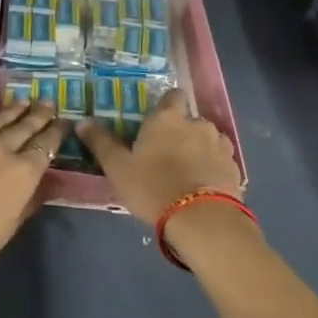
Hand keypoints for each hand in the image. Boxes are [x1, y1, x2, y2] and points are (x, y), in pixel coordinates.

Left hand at [0, 79, 65, 294]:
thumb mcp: (9, 229)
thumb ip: (27, 201)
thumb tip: (41, 183)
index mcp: (22, 173)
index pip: (46, 147)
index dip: (57, 133)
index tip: (64, 122)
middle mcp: (0, 150)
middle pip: (25, 128)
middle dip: (39, 115)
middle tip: (48, 102)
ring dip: (12, 109)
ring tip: (24, 99)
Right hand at [78, 90, 244, 223]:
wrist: (203, 221)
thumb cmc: (153, 187)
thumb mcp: (118, 167)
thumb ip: (101, 142)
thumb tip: (82, 121)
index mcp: (168, 118)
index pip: (172, 96)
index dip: (165, 107)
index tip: (155, 123)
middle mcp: (197, 124)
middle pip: (189, 120)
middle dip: (180, 132)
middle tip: (164, 154)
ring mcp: (220, 146)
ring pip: (208, 140)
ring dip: (199, 150)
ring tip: (186, 173)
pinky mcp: (235, 170)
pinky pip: (220, 162)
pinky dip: (212, 169)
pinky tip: (202, 188)